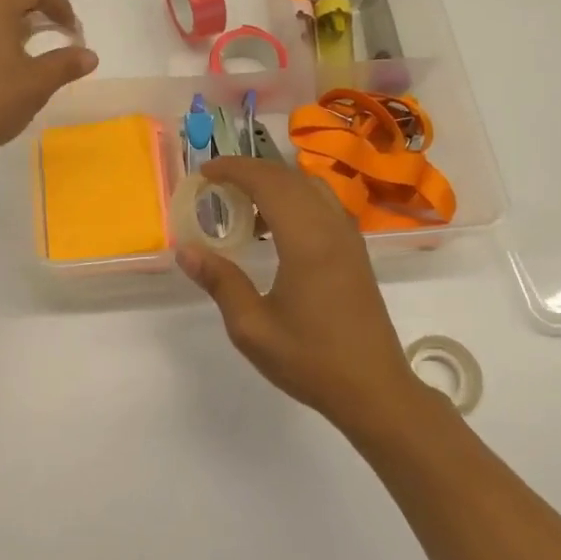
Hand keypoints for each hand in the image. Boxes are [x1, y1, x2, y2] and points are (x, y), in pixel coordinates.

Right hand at [177, 156, 423, 429]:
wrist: (374, 389)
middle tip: (215, 184)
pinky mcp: (355, 251)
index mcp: (307, 241)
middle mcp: (331, 228)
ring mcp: (348, 238)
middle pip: (289, 177)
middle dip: (250, 170)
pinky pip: (322, 204)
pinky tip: (273, 229)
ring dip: (274, 183)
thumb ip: (220, 282)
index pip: (267, 182)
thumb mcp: (252, 328)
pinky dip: (294, 199)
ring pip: (310, 186)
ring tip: (241, 203)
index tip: (204, 173)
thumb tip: (185, 251)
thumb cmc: (311, 361)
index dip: (234, 169)